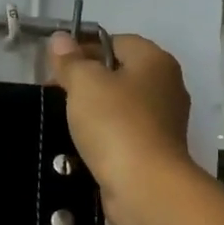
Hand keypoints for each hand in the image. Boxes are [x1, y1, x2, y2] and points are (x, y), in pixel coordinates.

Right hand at [47, 31, 192, 224]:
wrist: (144, 186)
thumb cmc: (115, 124)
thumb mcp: (84, 83)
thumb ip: (70, 60)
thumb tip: (60, 38)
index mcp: (155, 61)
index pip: (116, 41)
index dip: (84, 49)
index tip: (57, 67)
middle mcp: (167, 86)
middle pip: (120, 73)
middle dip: (87, 81)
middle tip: (57, 93)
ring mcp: (164, 121)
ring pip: (121, 105)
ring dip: (95, 111)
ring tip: (66, 120)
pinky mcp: (157, 150)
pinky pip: (125, 132)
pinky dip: (105, 135)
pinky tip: (84, 145)